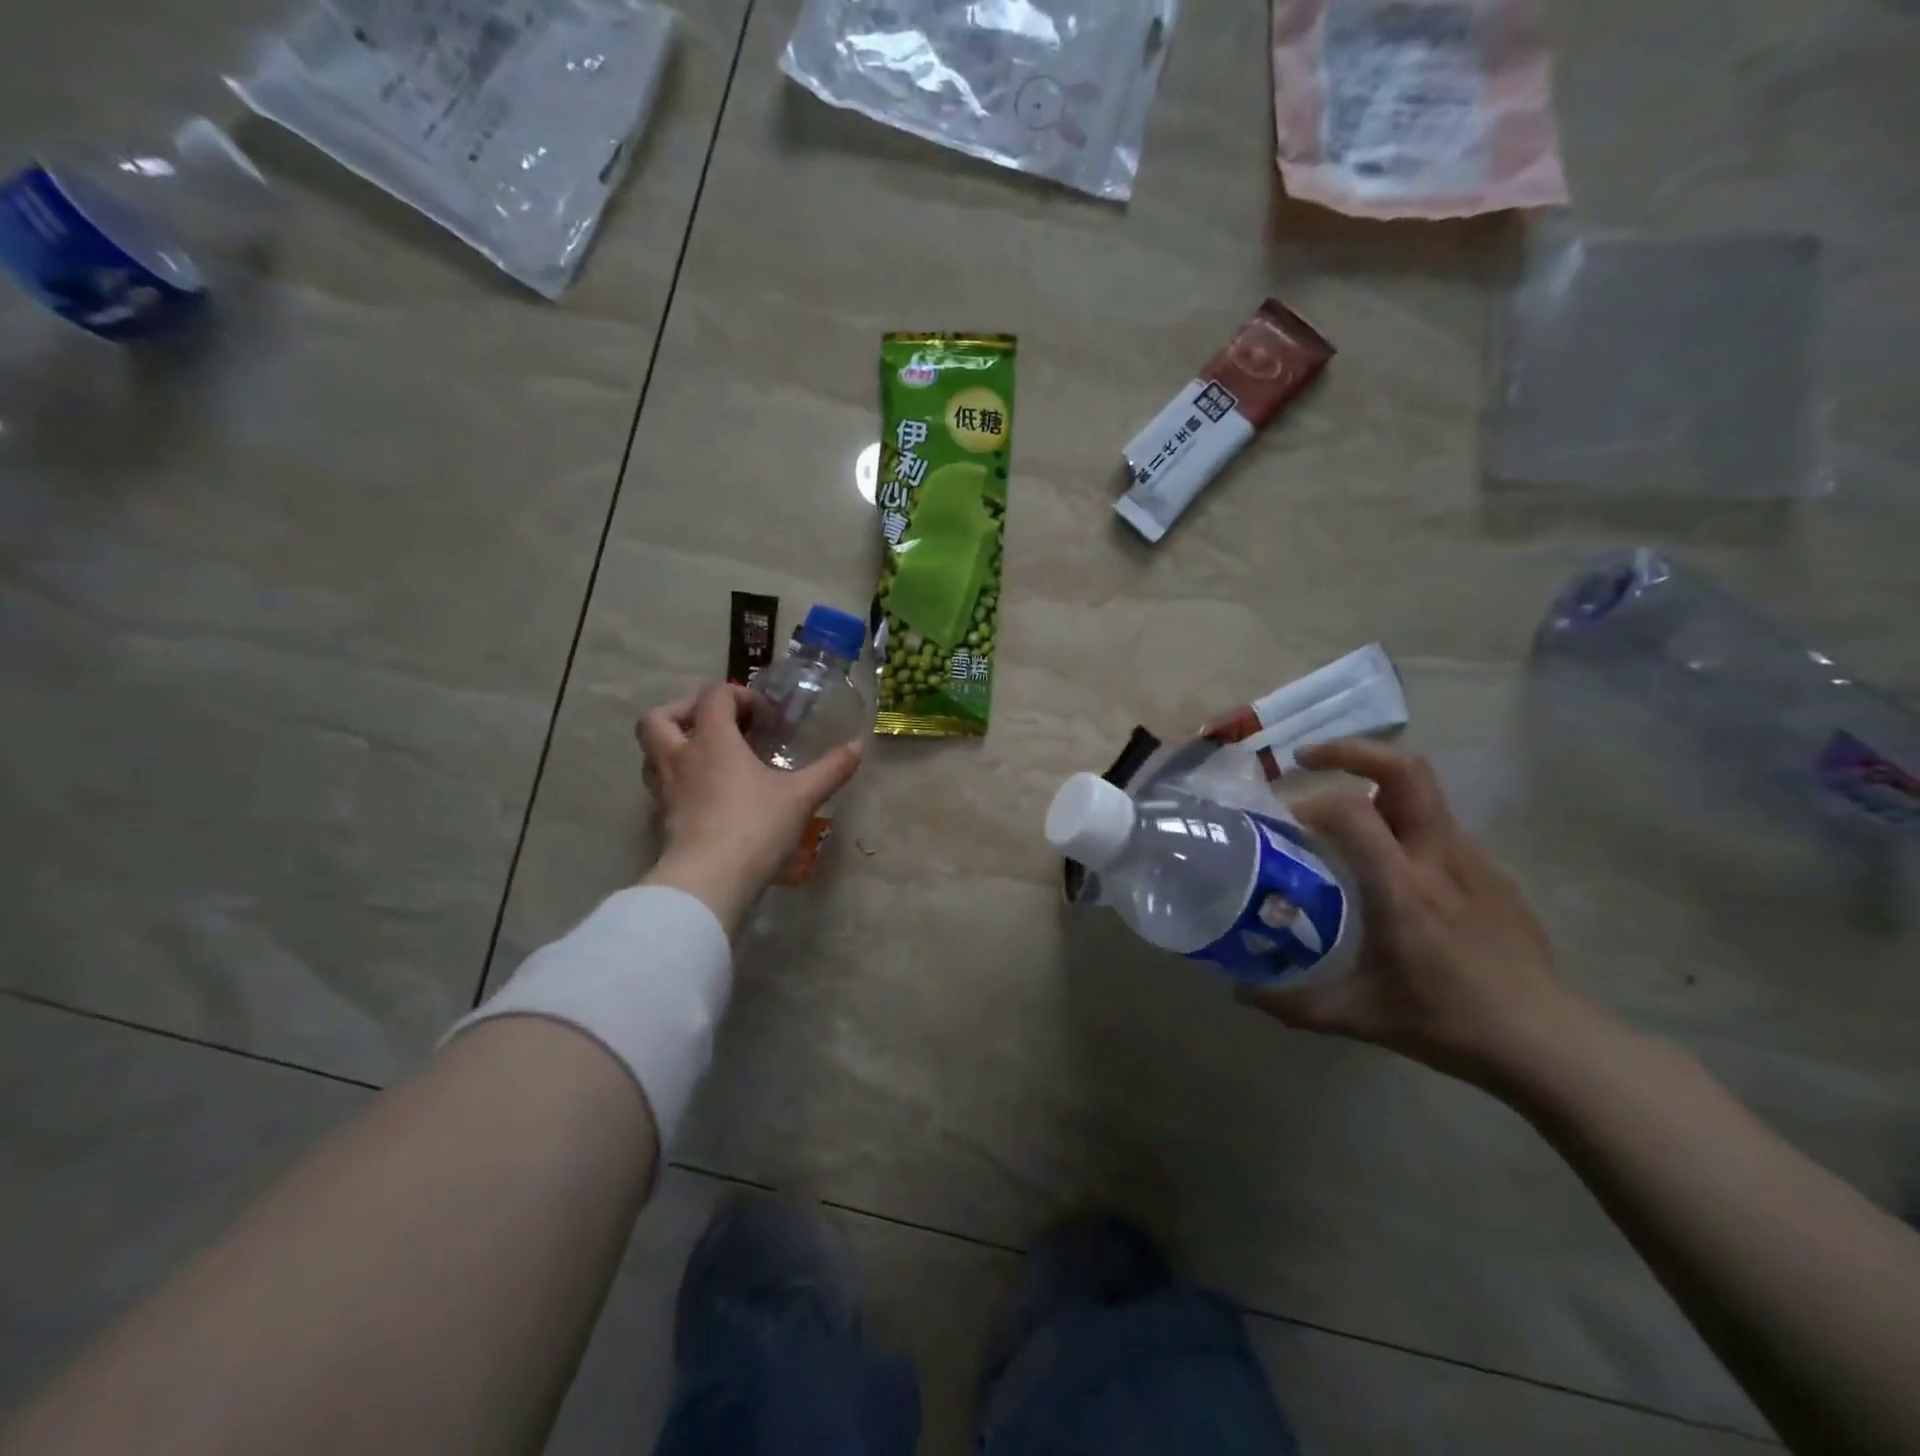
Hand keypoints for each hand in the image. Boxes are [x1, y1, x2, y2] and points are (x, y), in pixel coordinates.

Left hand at [635, 683, 862, 933]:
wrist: (709, 880)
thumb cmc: (756, 827)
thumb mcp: (802, 796)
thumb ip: (831, 769)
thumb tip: (858, 746)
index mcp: (713, 740)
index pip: (714, 695)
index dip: (739, 696)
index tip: (765, 717)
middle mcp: (681, 757)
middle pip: (658, 717)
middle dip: (682, 711)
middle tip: (715, 726)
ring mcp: (664, 789)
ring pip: (651, 752)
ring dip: (673, 744)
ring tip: (706, 757)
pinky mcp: (661, 818)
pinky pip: (659, 786)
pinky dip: (676, 779)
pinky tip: (703, 794)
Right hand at [1243, 740, 1597, 1090]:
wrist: (1545, 1042)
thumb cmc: (1446, 1023)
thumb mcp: (1356, 1016)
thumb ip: (1291, 1002)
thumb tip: (1240, 991)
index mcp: (1402, 887)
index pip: (1352, 810)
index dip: (1310, 803)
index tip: (1284, 821)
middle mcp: (1439, 858)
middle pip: (1404, 771)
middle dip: (1351, 752)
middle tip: (1307, 761)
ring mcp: (1473, 860)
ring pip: (1422, 792)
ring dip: (1375, 787)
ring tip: (1341, 817)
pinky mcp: (1491, 872)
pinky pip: (1438, 827)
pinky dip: (1402, 823)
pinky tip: (1388, 864)